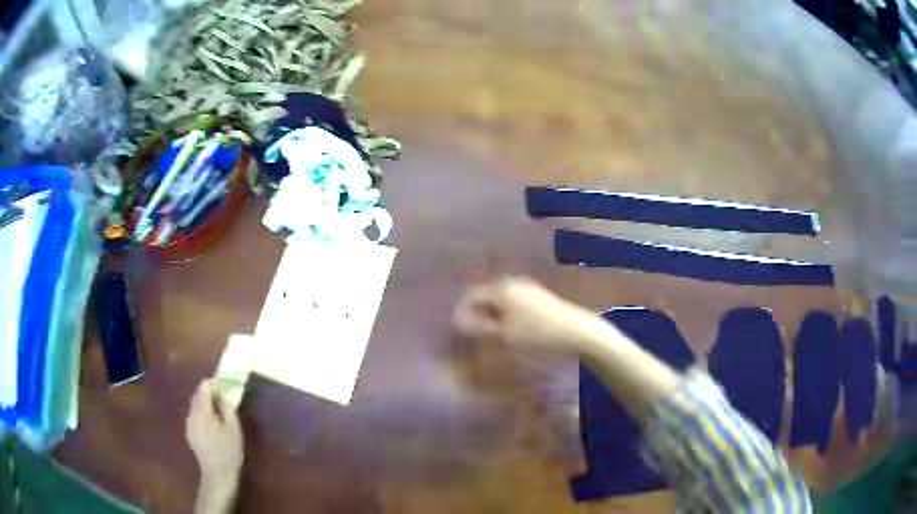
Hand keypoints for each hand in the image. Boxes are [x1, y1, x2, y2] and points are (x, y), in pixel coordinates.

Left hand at [186, 379, 243, 481]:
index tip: (224, 384)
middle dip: (208, 392)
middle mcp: (191, 413)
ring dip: (205, 403)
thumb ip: (228, 408)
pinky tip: (211, 423)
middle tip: (222, 395)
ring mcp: (188, 424)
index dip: (213, 383)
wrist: (217, 474)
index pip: (203, 387)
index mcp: (202, 410)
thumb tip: (224, 395)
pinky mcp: (189, 433)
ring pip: (195, 406)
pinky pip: (194, 416)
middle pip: (197, 395)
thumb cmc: (229, 451)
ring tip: (217, 409)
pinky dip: (202, 413)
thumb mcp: (234, 429)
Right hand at [453, 277, 602, 353]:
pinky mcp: (540, 297)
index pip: (472, 296)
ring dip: (493, 317)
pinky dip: (507, 316)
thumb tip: (460, 321)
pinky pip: (515, 304)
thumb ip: (479, 327)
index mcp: (502, 289)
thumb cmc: (538, 336)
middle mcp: (514, 283)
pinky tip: (512, 332)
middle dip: (478, 315)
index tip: (460, 332)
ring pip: (501, 302)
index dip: (462, 313)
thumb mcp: (504, 336)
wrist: (578, 333)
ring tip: (493, 337)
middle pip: (487, 297)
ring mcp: (529, 289)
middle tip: (476, 336)